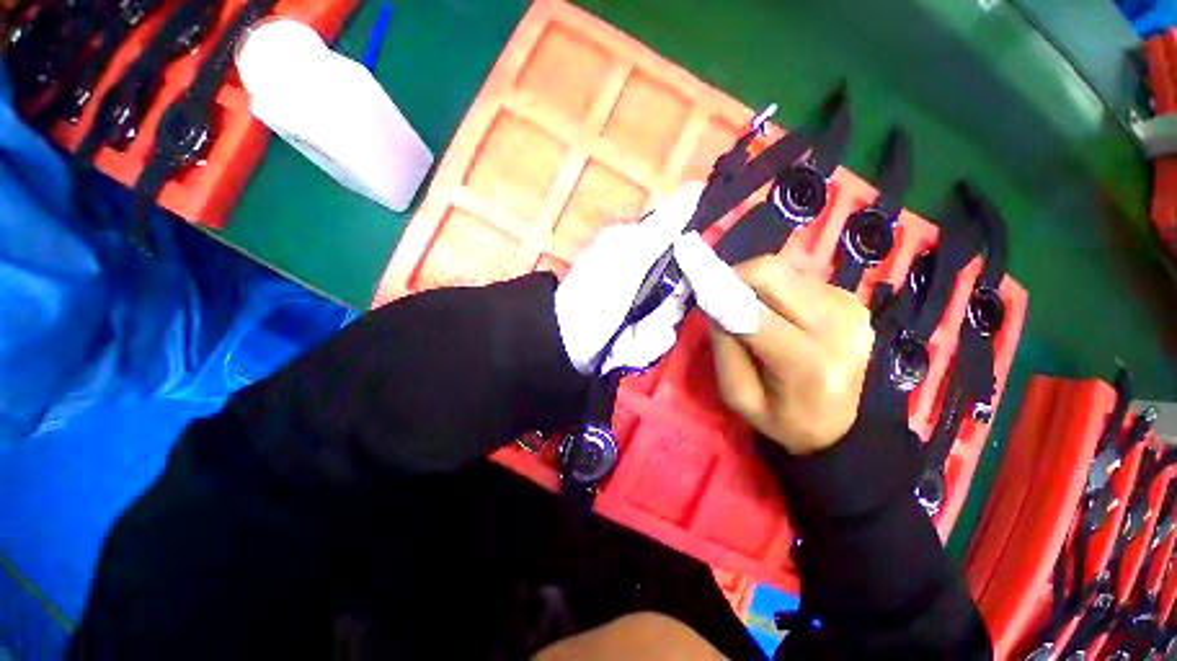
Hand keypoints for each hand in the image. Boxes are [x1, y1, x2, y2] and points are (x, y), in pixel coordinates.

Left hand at [555, 183, 703, 374]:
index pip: (689, 250)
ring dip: (651, 328)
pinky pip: (662, 339)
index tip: (685, 279)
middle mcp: (648, 276)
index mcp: (642, 249)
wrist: (569, 344)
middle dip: (666, 305)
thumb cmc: (594, 293)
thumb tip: (697, 188)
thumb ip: (663, 227)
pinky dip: (644, 344)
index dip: (692, 266)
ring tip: (628, 331)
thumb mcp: (627, 255)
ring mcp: (646, 307)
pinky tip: (626, 345)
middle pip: (686, 290)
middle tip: (643, 309)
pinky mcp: (643, 334)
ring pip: (675, 318)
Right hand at [673, 233, 874, 454]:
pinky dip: (777, 290)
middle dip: (737, 278)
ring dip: (757, 286)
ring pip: (783, 270)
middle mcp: (837, 327)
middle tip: (722, 298)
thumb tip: (715, 302)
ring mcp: (849, 308)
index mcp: (809, 364)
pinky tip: (779, 314)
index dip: (721, 292)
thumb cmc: (782, 417)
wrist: (843, 424)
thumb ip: (724, 348)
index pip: (755, 312)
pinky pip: (799, 278)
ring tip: (754, 313)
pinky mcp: (852, 299)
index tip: (698, 288)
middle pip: (772, 273)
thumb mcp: (738, 395)